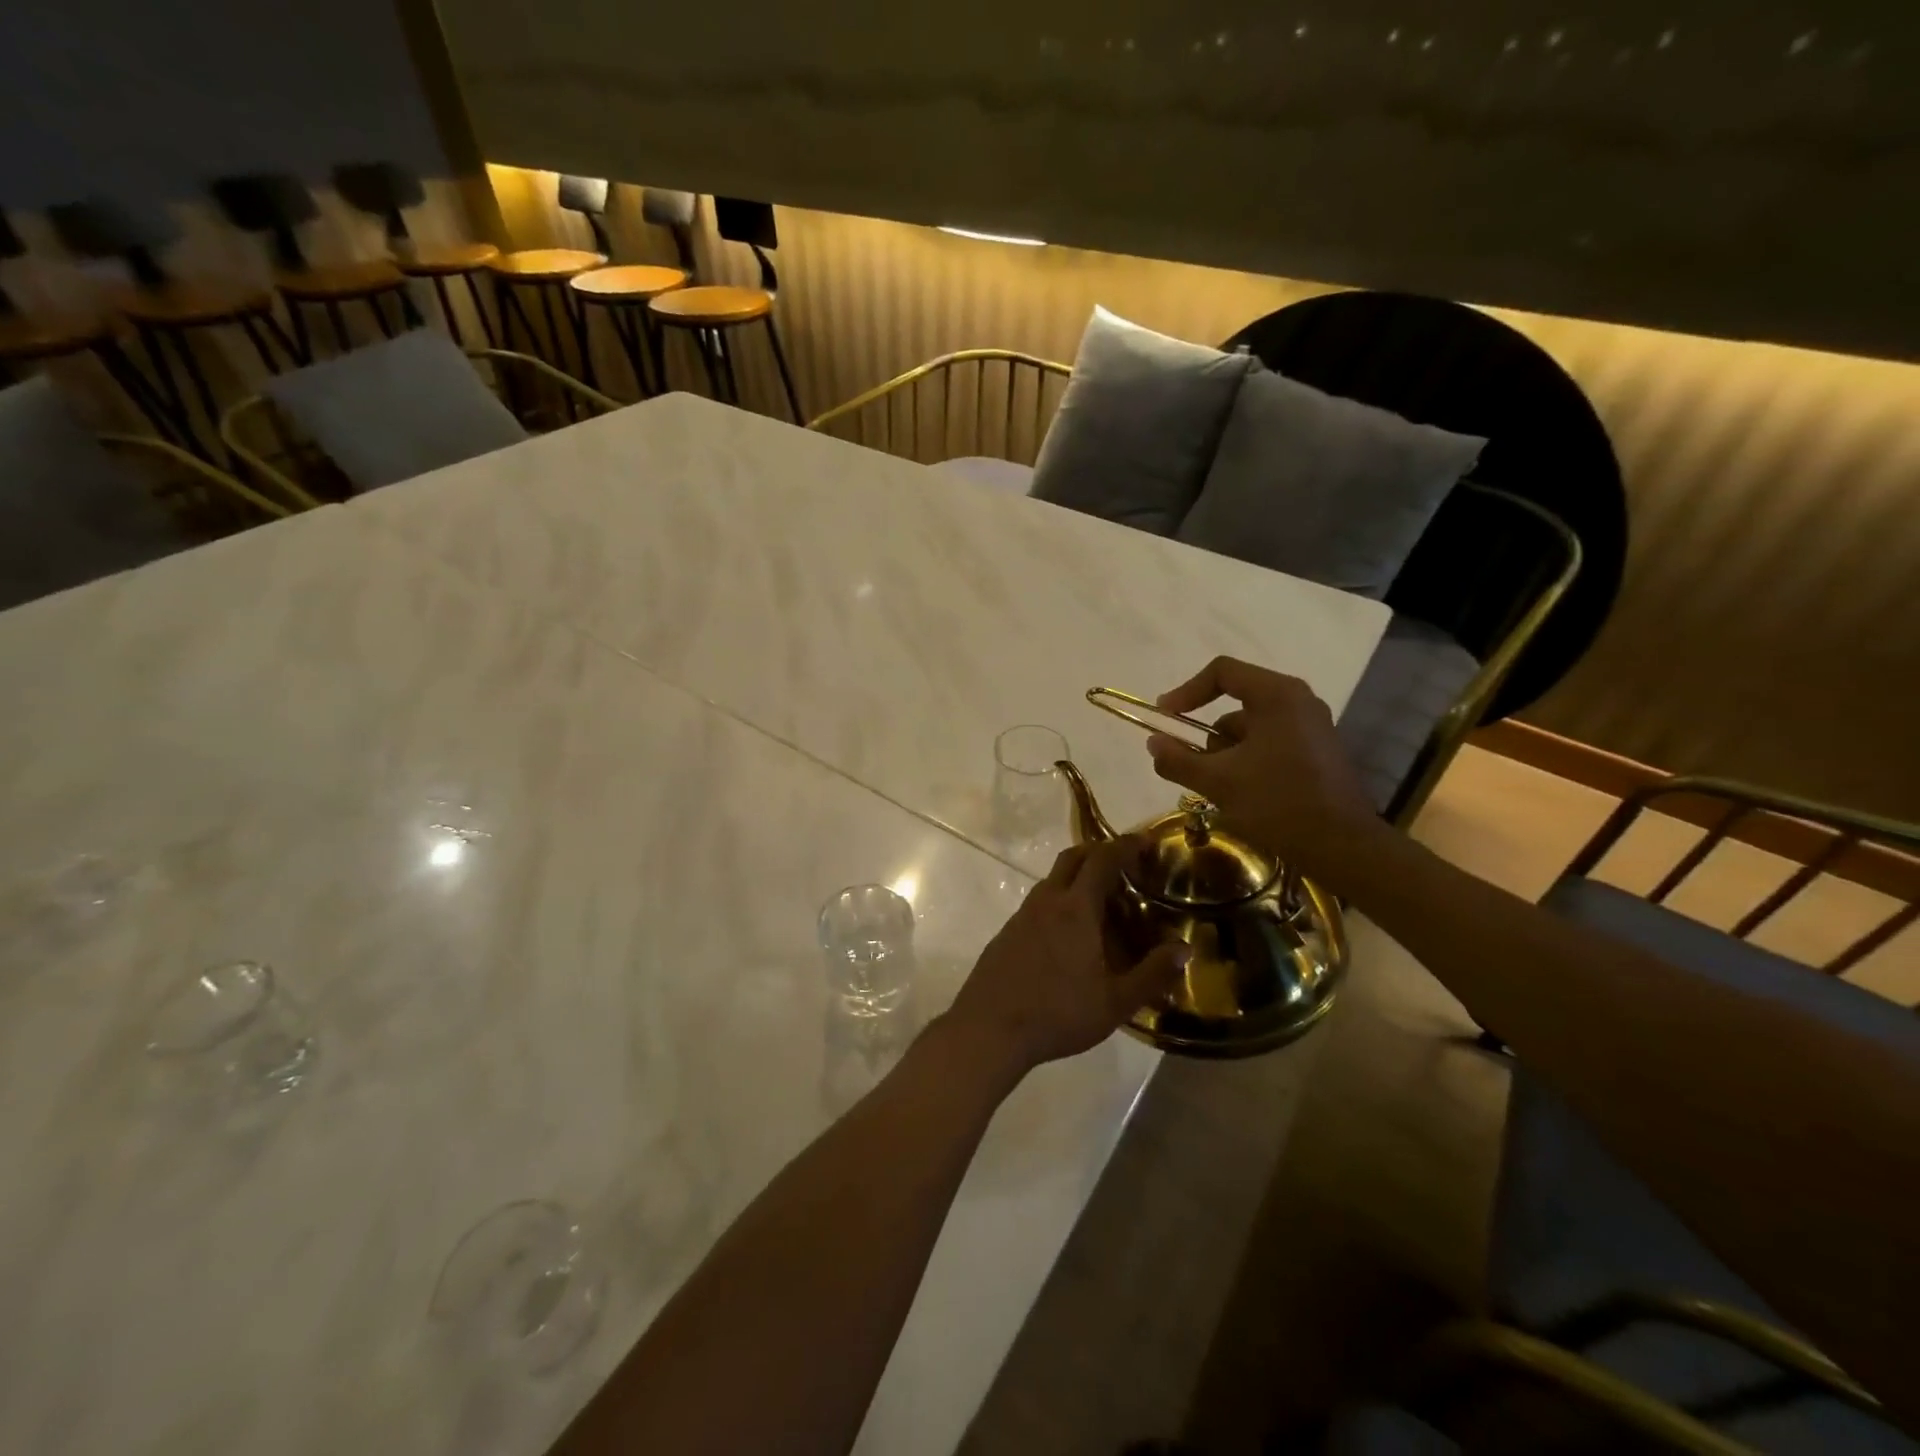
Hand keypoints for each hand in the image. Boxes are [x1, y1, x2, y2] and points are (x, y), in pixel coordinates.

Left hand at [941, 837, 1189, 1076]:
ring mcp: (1022, 914)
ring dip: (1077, 876)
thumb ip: (1152, 974)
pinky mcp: (1008, 931)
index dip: (1125, 845)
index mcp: (1075, 909)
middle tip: (1125, 865)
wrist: (989, 1028)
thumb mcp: (1115, 1003)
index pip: (1102, 860)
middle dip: (1099, 852)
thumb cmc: (1057, 1013)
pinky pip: (1039, 901)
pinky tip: (1070, 932)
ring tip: (1102, 900)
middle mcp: (1047, 901)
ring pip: (1053, 879)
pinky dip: (1060, 900)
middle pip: (1073, 858)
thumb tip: (1185, 949)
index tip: (1145, 841)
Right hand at [1145, 657, 1380, 878]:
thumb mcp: (1218, 782)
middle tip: (1196, 770)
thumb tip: (1153, 743)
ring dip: (1227, 755)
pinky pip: (1269, 744)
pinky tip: (1245, 796)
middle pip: (1235, 703)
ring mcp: (1311, 727)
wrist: (1343, 847)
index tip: (1165, 718)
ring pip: (1251, 729)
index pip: (1222, 672)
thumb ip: (1178, 759)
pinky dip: (1248, 762)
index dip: (1186, 692)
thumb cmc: (1278, 804)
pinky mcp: (1317, 752)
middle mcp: (1298, 702)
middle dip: (1209, 738)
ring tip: (1221, 791)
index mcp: (1277, 695)